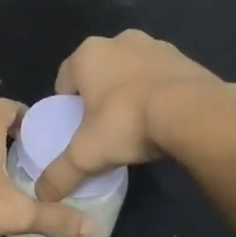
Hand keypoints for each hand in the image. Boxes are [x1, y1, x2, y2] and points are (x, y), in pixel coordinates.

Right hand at [36, 30, 223, 201]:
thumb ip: (60, 174)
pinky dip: (159, 92)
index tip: (77, 129)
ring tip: (137, 125)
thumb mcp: (87, 154)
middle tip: (105, 128)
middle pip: (99, 72)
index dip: (68, 105)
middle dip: (100, 96)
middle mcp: (119, 40)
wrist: (194, 113)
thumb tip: (42, 196)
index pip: (65, 79)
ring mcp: (155, 45)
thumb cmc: (127, 122)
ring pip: (131, 71)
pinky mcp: (185, 58)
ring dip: (130, 91)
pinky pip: (162, 76)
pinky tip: (164, 119)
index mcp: (88, 54)